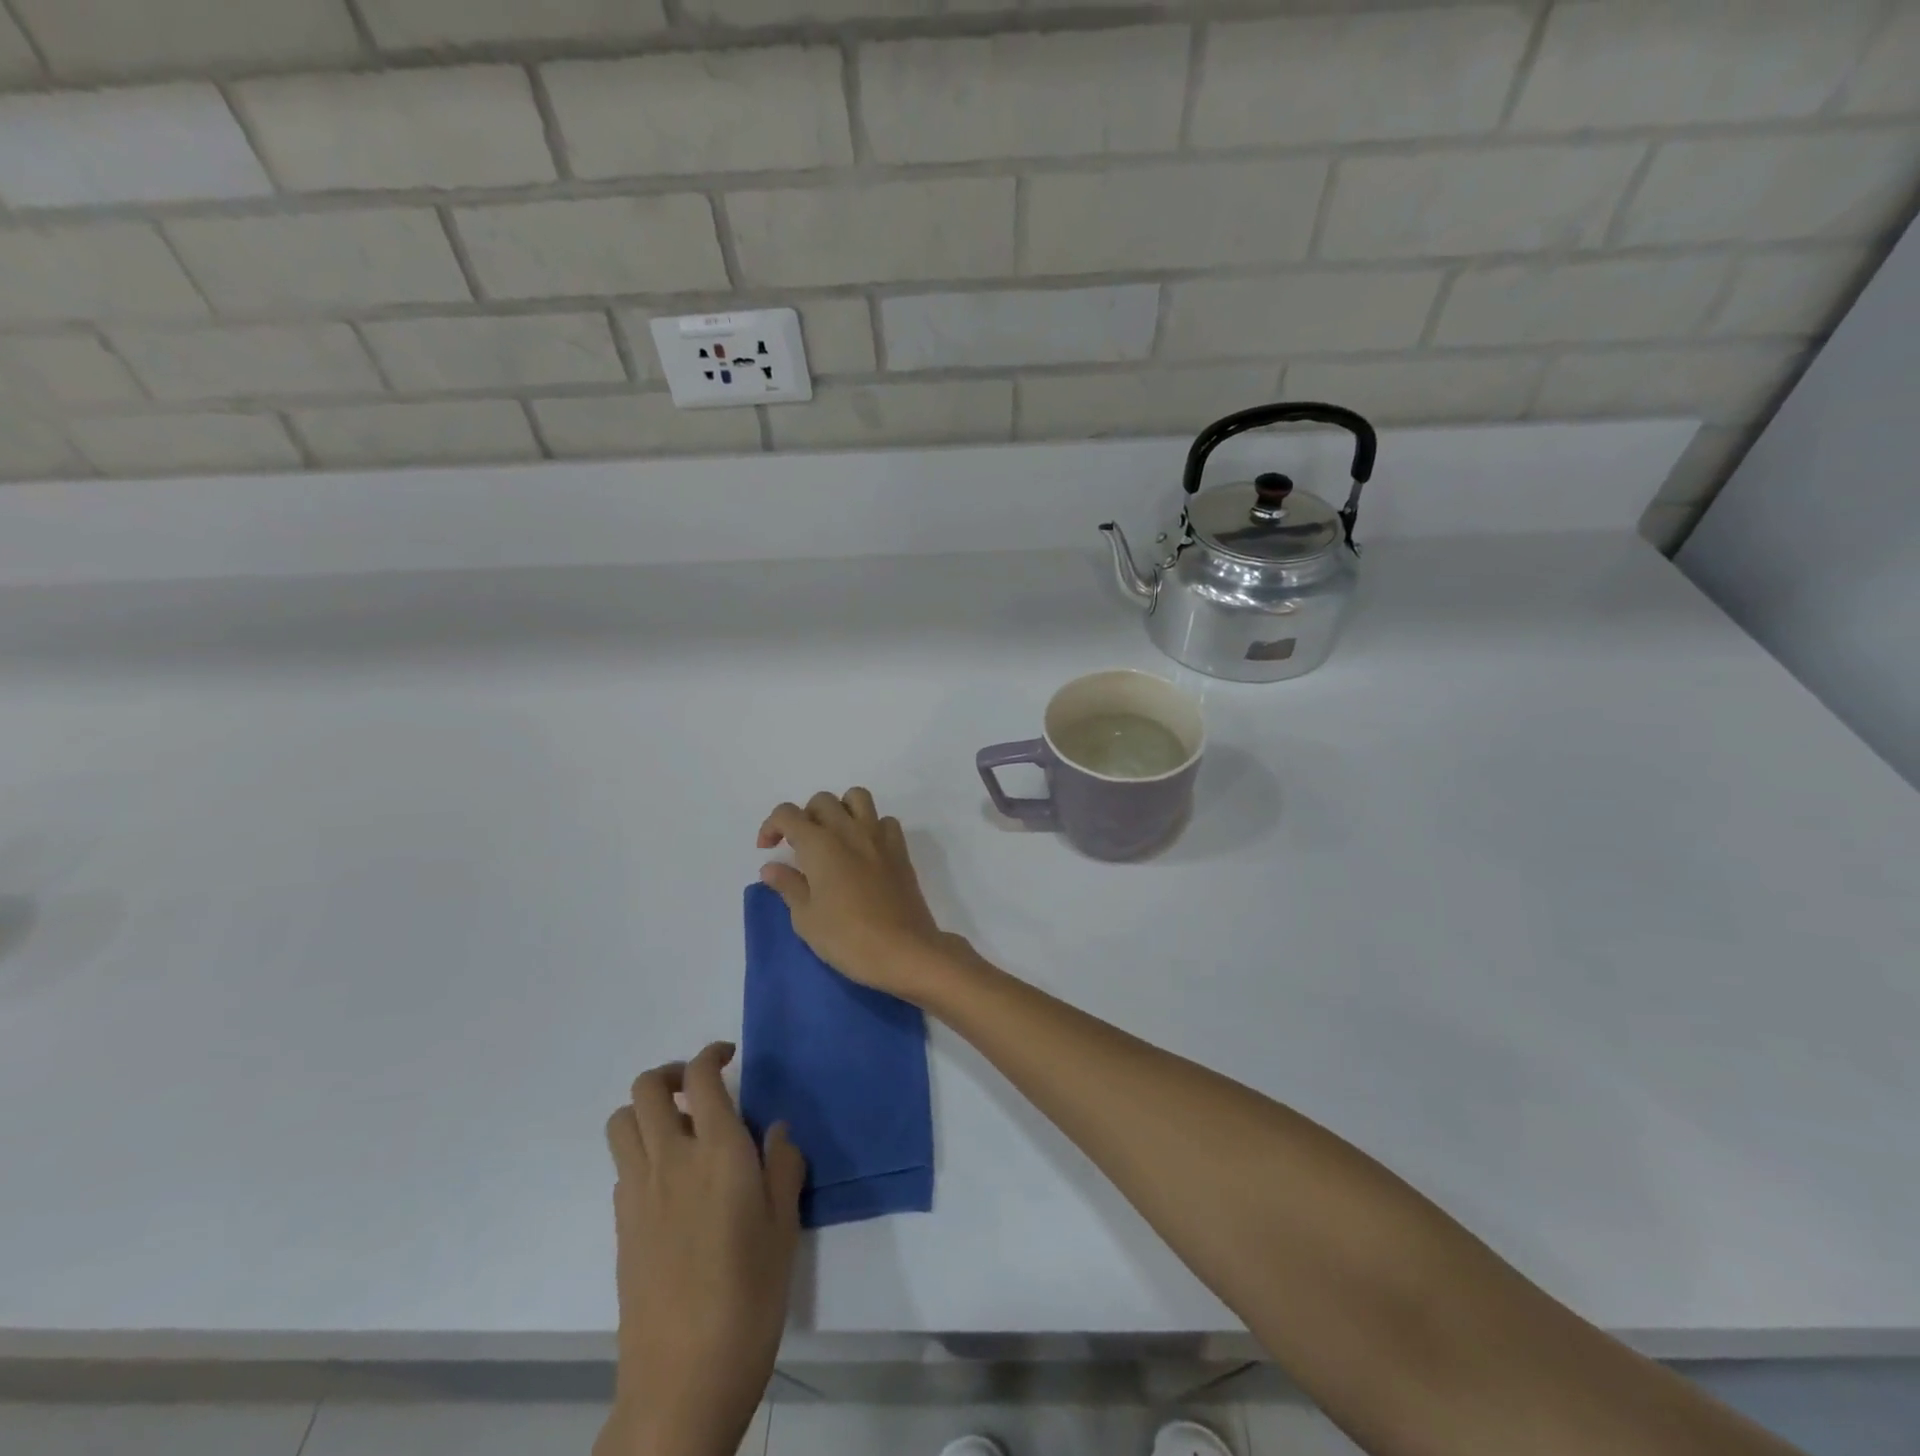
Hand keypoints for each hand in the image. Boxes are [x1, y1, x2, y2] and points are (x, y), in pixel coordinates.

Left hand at [600, 1043, 803, 1455]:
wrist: (683, 1382)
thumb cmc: (749, 1298)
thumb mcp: (785, 1228)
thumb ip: (784, 1167)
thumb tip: (776, 1132)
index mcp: (718, 1151)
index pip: (700, 1076)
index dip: (711, 1053)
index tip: (729, 1055)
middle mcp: (671, 1159)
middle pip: (646, 1088)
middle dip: (671, 1074)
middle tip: (700, 1088)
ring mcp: (637, 1193)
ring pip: (621, 1122)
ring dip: (646, 1110)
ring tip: (679, 1127)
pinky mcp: (620, 1225)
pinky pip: (622, 1164)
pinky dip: (640, 1151)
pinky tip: (670, 1180)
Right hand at [757, 788, 962, 999]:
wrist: (903, 949)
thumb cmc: (846, 937)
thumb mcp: (806, 918)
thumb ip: (788, 885)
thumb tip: (771, 867)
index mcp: (819, 843)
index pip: (787, 813)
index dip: (771, 826)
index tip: (767, 849)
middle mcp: (849, 830)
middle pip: (822, 800)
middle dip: (805, 816)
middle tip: (800, 847)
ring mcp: (878, 836)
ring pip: (857, 797)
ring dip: (841, 809)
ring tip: (833, 838)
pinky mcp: (900, 849)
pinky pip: (884, 821)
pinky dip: (871, 826)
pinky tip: (865, 851)